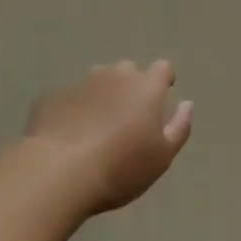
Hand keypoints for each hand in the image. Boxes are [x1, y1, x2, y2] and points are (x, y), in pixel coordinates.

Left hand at [27, 60, 193, 213]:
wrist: (58, 171)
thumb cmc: (120, 167)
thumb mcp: (162, 157)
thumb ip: (179, 127)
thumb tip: (186, 104)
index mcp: (146, 86)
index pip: (163, 68)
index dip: (163, 82)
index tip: (160, 100)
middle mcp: (115, 74)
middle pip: (128, 71)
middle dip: (130, 88)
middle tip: (126, 120)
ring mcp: (82, 81)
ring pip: (98, 81)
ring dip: (101, 96)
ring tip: (95, 127)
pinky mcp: (53, 94)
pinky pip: (70, 97)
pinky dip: (74, 109)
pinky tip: (68, 134)